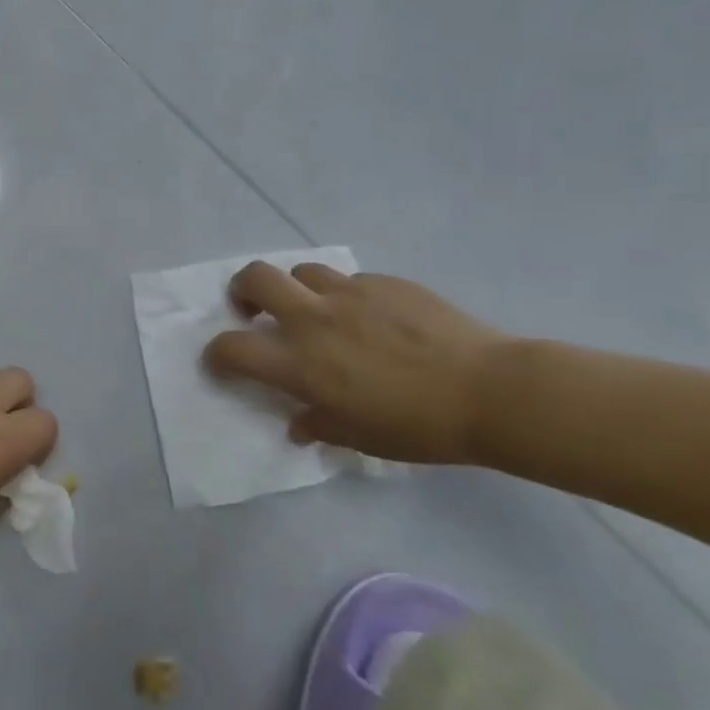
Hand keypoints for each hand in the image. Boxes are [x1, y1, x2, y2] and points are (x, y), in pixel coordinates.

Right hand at [203, 263, 506, 464]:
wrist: (492, 391)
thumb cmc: (420, 427)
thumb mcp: (361, 438)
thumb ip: (320, 425)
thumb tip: (299, 423)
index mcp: (302, 364)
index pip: (232, 348)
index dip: (217, 353)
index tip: (223, 362)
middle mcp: (314, 319)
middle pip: (255, 278)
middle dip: (243, 290)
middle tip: (254, 309)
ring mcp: (350, 293)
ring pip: (302, 271)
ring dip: (297, 289)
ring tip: (317, 310)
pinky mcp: (384, 281)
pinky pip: (350, 280)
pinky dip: (346, 295)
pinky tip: (373, 318)